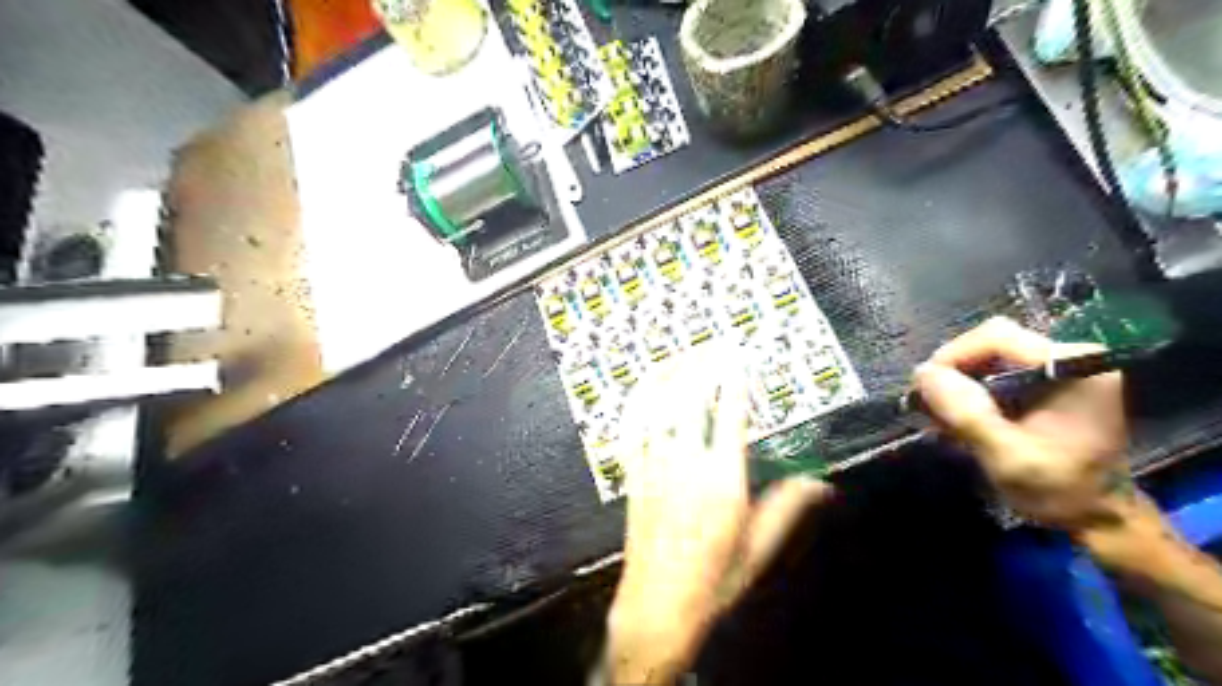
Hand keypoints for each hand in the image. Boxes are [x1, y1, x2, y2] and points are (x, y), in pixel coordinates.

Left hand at [606, 345, 823, 683]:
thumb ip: (787, 508)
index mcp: (722, 478)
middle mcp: (686, 463)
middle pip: (691, 399)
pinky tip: (643, 388)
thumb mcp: (758, 548)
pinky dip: (637, 403)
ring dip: (669, 376)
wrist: (658, 606)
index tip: (738, 356)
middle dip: (701, 366)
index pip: (730, 414)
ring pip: (658, 408)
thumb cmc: (715, 579)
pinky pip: (630, 430)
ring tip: (681, 355)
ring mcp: (653, 467)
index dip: (734, 379)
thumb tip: (822, 484)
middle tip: (711, 345)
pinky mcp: (632, 476)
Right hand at [917, 315, 1125, 528]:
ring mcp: (1059, 365)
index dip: (952, 357)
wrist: (1098, 515)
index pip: (996, 337)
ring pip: (987, 354)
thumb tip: (923, 373)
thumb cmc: (1059, 490)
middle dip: (953, 372)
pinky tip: (961, 417)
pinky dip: (970, 390)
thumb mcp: (1008, 458)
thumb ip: (968, 414)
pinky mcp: (1048, 378)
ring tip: (942, 417)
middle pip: (989, 342)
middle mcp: (1070, 355)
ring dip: (958, 383)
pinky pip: (995, 369)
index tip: (924, 390)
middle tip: (930, 407)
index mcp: (1074, 367)